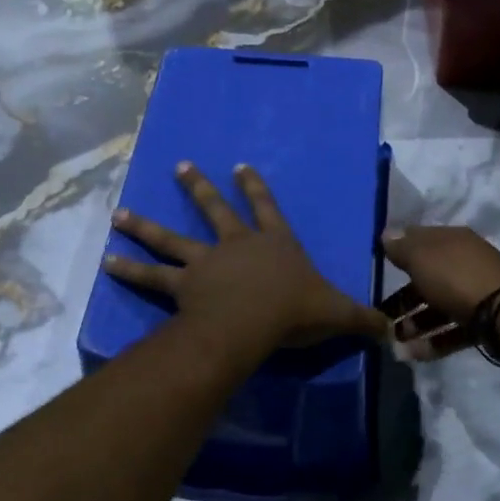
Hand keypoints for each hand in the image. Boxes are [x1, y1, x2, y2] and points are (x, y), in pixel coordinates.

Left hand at [103, 162, 389, 353]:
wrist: (254, 322)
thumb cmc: (295, 311)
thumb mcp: (336, 313)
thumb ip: (362, 320)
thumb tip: (392, 334)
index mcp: (273, 243)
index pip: (267, 208)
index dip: (255, 187)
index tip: (239, 166)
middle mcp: (236, 245)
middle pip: (214, 211)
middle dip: (198, 188)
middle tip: (180, 167)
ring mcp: (205, 262)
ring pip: (171, 239)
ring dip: (145, 226)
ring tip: (119, 214)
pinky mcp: (182, 285)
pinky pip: (152, 277)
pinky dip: (130, 269)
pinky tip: (106, 261)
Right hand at [380, 226, 499, 360]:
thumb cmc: (455, 278)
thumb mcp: (421, 258)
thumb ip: (401, 247)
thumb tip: (387, 234)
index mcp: (452, 240)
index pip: (420, 239)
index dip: (399, 250)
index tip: (379, 267)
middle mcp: (465, 262)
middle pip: (427, 278)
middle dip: (403, 298)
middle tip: (382, 315)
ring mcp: (476, 292)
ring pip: (438, 306)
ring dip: (414, 324)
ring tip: (395, 340)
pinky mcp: (483, 321)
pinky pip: (452, 329)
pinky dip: (432, 341)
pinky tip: (412, 354)